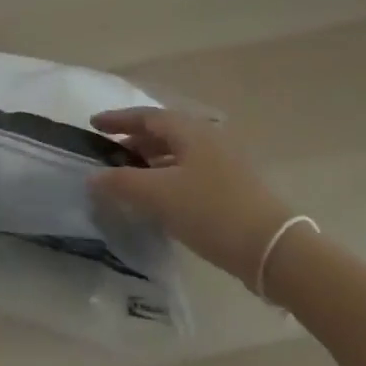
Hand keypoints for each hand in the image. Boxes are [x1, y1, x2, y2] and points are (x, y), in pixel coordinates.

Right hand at [88, 107, 290, 287]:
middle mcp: (207, 140)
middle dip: (134, 140)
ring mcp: (223, 163)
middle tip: (109, 154)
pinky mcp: (231, 188)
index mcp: (190, 131)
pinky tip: (159, 198)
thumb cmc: (211, 211)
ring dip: (150, 160)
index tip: (93, 125)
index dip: (118, 119)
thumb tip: (92, 177)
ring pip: (177, 153)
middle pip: (163, 132)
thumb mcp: (159, 196)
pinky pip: (189, 172)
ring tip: (129, 177)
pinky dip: (167, 177)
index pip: (146, 116)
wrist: (273, 249)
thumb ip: (121, 183)